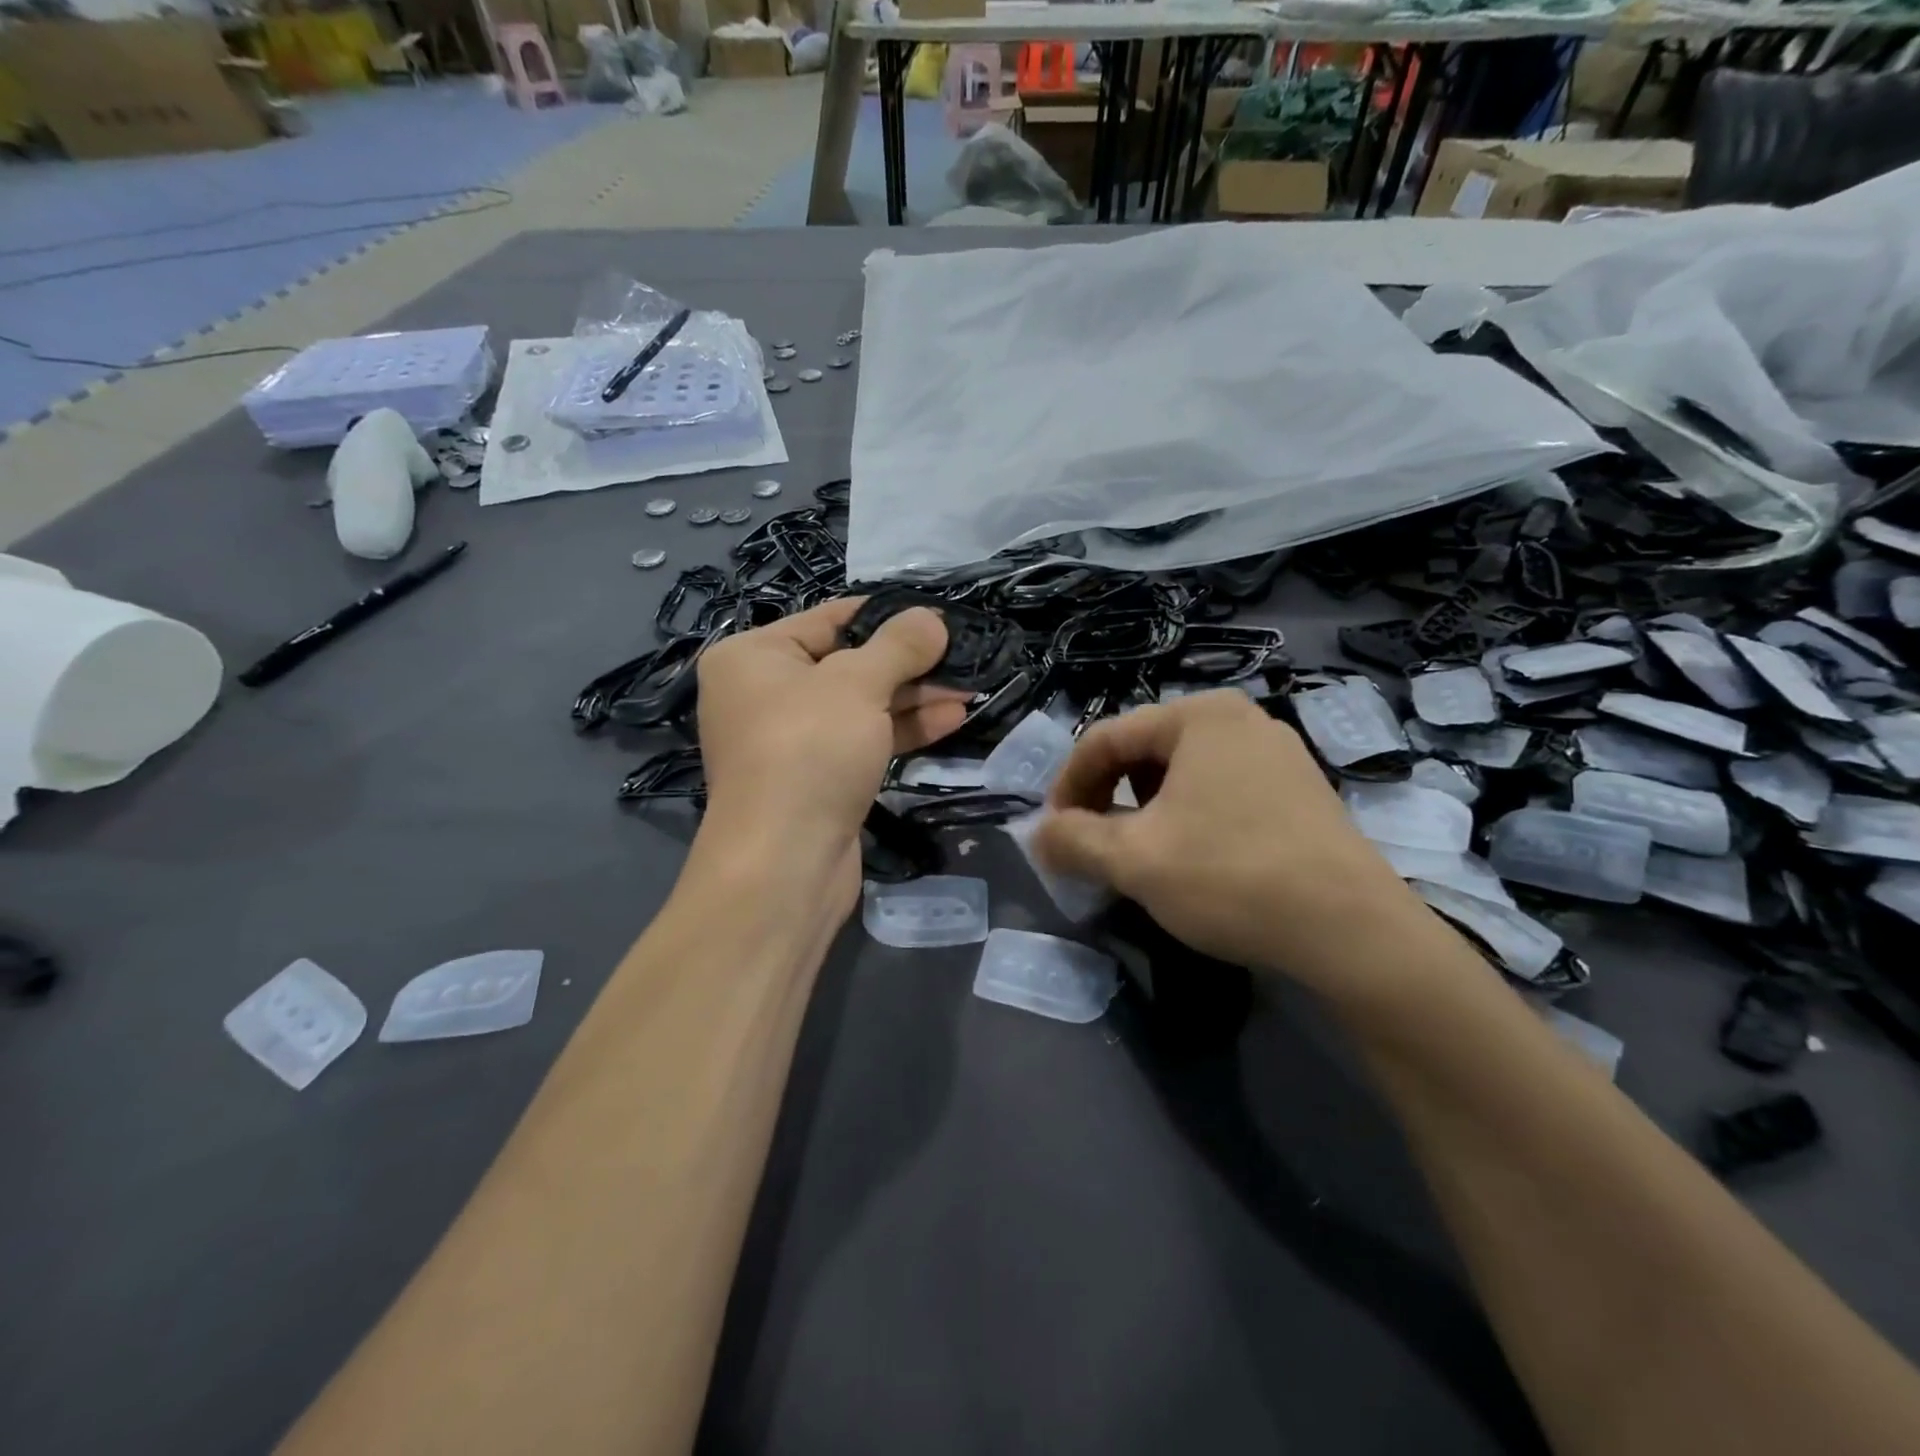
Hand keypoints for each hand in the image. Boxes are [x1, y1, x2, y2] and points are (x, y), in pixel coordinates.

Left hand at [695, 598, 968, 897]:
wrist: (785, 863)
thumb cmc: (808, 751)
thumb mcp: (857, 684)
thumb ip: (899, 646)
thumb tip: (932, 618)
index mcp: (753, 657)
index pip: (829, 619)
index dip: (886, 616)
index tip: (938, 616)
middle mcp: (765, 694)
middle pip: (848, 664)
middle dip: (909, 663)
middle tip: (963, 654)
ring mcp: (792, 741)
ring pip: (861, 706)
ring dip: (915, 697)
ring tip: (970, 685)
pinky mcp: (818, 778)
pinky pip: (864, 740)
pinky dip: (903, 729)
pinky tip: (952, 717)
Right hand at [1033, 690, 1426, 995]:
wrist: (1353, 933)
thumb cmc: (1231, 877)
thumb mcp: (1133, 859)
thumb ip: (1071, 839)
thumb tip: (1037, 835)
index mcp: (1200, 715)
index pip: (1105, 738)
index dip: (1068, 785)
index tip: (1053, 832)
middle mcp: (1241, 719)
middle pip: (1144, 751)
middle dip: (1106, 797)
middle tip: (1091, 845)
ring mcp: (1278, 754)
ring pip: (1182, 773)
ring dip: (1144, 809)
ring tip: (1137, 854)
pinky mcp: (1300, 791)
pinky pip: (1220, 791)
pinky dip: (1187, 817)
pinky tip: (1191, 859)